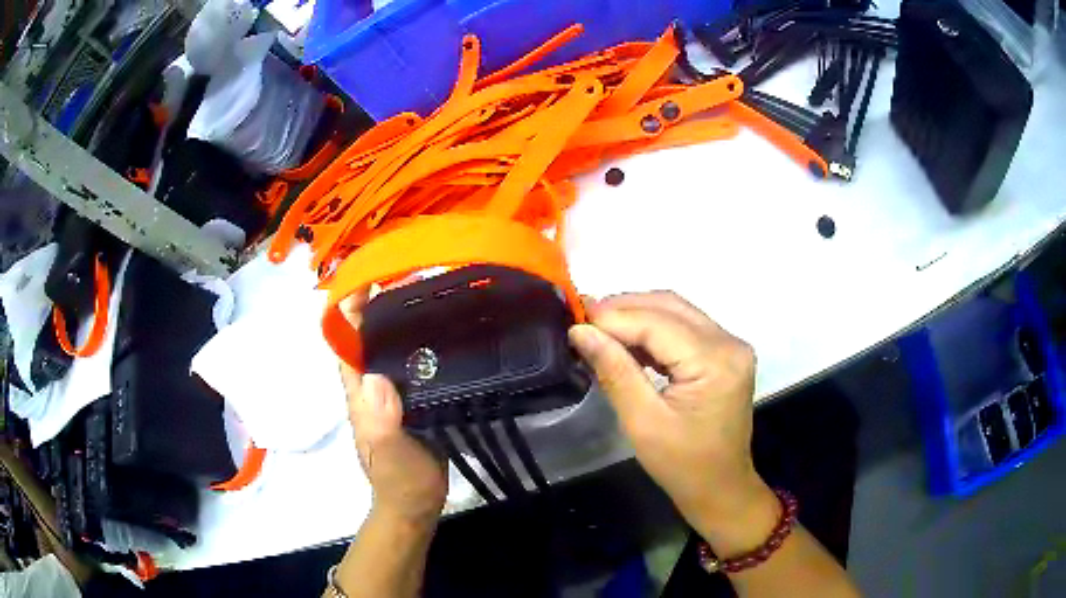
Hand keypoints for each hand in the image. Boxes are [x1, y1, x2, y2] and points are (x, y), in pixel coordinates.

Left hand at [340, 296, 447, 526]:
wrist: (417, 503)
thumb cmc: (399, 480)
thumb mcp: (389, 454)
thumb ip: (380, 421)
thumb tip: (374, 376)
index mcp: (359, 391)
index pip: (346, 340)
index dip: (350, 307)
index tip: (371, 275)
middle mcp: (371, 384)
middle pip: (369, 335)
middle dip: (382, 302)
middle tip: (414, 273)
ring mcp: (393, 391)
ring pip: (393, 346)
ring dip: (406, 319)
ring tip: (436, 291)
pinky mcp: (415, 399)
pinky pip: (416, 363)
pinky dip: (426, 343)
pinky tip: (451, 331)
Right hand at [568, 292, 773, 533]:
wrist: (720, 489)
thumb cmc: (682, 465)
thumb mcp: (643, 422)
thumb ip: (614, 371)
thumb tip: (580, 332)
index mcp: (715, 361)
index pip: (656, 323)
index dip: (612, 318)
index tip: (573, 321)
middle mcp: (729, 342)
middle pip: (669, 306)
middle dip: (622, 308)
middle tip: (582, 320)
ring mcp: (730, 346)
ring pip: (676, 312)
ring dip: (636, 315)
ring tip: (597, 328)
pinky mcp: (724, 354)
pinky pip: (684, 328)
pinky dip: (652, 330)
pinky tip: (625, 341)